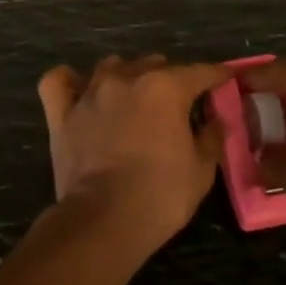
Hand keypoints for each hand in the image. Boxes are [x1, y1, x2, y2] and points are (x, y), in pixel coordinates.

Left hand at [38, 55, 226, 248]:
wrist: (103, 219)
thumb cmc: (161, 194)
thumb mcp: (201, 169)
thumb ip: (211, 137)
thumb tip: (216, 120)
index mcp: (165, 87)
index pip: (199, 72)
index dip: (216, 75)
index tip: (226, 78)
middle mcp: (126, 79)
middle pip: (154, 65)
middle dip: (171, 78)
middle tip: (179, 104)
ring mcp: (89, 93)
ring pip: (111, 66)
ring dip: (127, 76)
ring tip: (134, 96)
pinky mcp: (61, 113)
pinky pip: (59, 82)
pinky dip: (71, 82)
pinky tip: (80, 90)